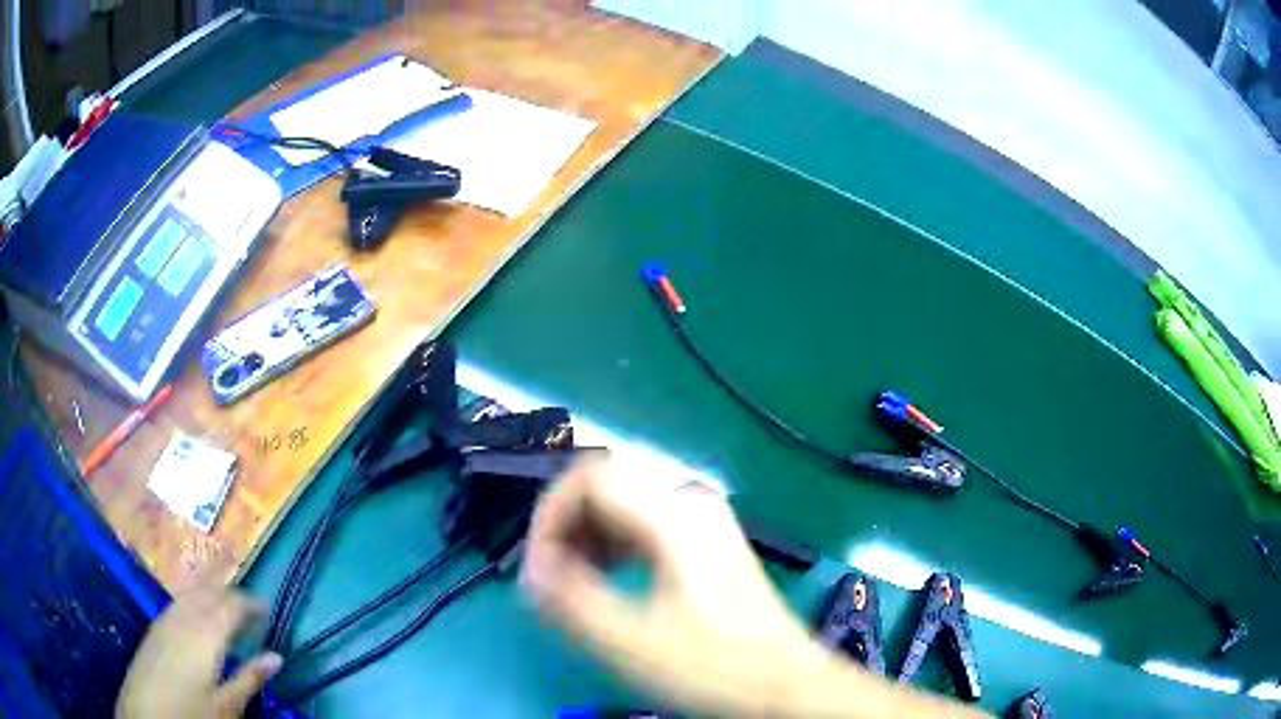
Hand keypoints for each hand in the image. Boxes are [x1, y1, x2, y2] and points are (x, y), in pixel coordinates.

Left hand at [116, 587, 281, 718]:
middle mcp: (184, 616)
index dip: (251, 602)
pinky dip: (196, 602)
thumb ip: (249, 678)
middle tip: (250, 607)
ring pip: (193, 594)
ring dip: (212, 595)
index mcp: (206, 633)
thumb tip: (277, 657)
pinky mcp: (156, 626)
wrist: (147, 712)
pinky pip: (180, 603)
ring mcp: (166, 618)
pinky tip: (199, 619)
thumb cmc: (192, 712)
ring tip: (227, 610)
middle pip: (210, 592)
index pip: (231, 605)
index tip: (267, 606)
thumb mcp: (227, 705)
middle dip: (231, 594)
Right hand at [520, 456, 824, 714]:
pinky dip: (612, 546)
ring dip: (586, 538)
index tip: (537, 570)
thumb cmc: (714, 667)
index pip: (586, 478)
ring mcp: (702, 519)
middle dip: (564, 529)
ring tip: (574, 585)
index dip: (548, 518)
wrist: (785, 684)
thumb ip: (571, 602)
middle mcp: (689, 501)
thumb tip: (531, 569)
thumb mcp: (632, 643)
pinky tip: (609, 581)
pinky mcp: (706, 541)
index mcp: (674, 514)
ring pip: (622, 504)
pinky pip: (642, 523)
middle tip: (550, 581)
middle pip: (603, 486)